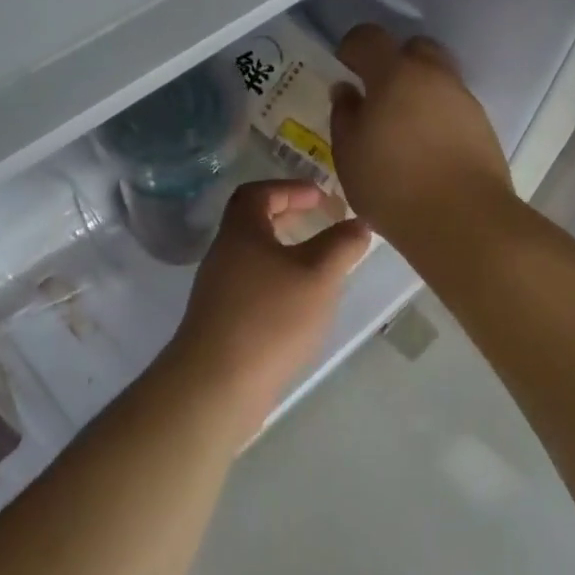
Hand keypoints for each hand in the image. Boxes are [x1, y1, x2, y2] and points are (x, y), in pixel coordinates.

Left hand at [167, 180, 369, 438]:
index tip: (321, 197)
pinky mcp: (221, 323)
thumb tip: (358, 223)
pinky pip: (252, 288)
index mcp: (240, 232)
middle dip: (289, 218)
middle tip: (322, 224)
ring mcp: (218, 291)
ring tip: (320, 267)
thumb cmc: (270, 318)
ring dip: (286, 254)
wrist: (216, 386)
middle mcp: (223, 255)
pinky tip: (301, 306)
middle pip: (253, 223)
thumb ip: (342, 245)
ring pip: (254, 258)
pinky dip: (278, 284)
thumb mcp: (318, 275)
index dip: (290, 188)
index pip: (258, 192)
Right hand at [329, 24, 513, 255]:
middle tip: (378, 94)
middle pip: (414, 48)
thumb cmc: (392, 185)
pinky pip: (453, 105)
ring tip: (403, 127)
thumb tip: (347, 91)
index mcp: (395, 74)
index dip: (352, 47)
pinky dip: (437, 114)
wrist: (462, 219)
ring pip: (438, 77)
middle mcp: (433, 76)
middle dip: (394, 62)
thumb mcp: (349, 154)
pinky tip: (426, 147)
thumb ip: (344, 115)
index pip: (369, 37)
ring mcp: (463, 99)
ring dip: (419, 90)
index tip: (344, 66)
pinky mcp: (482, 125)